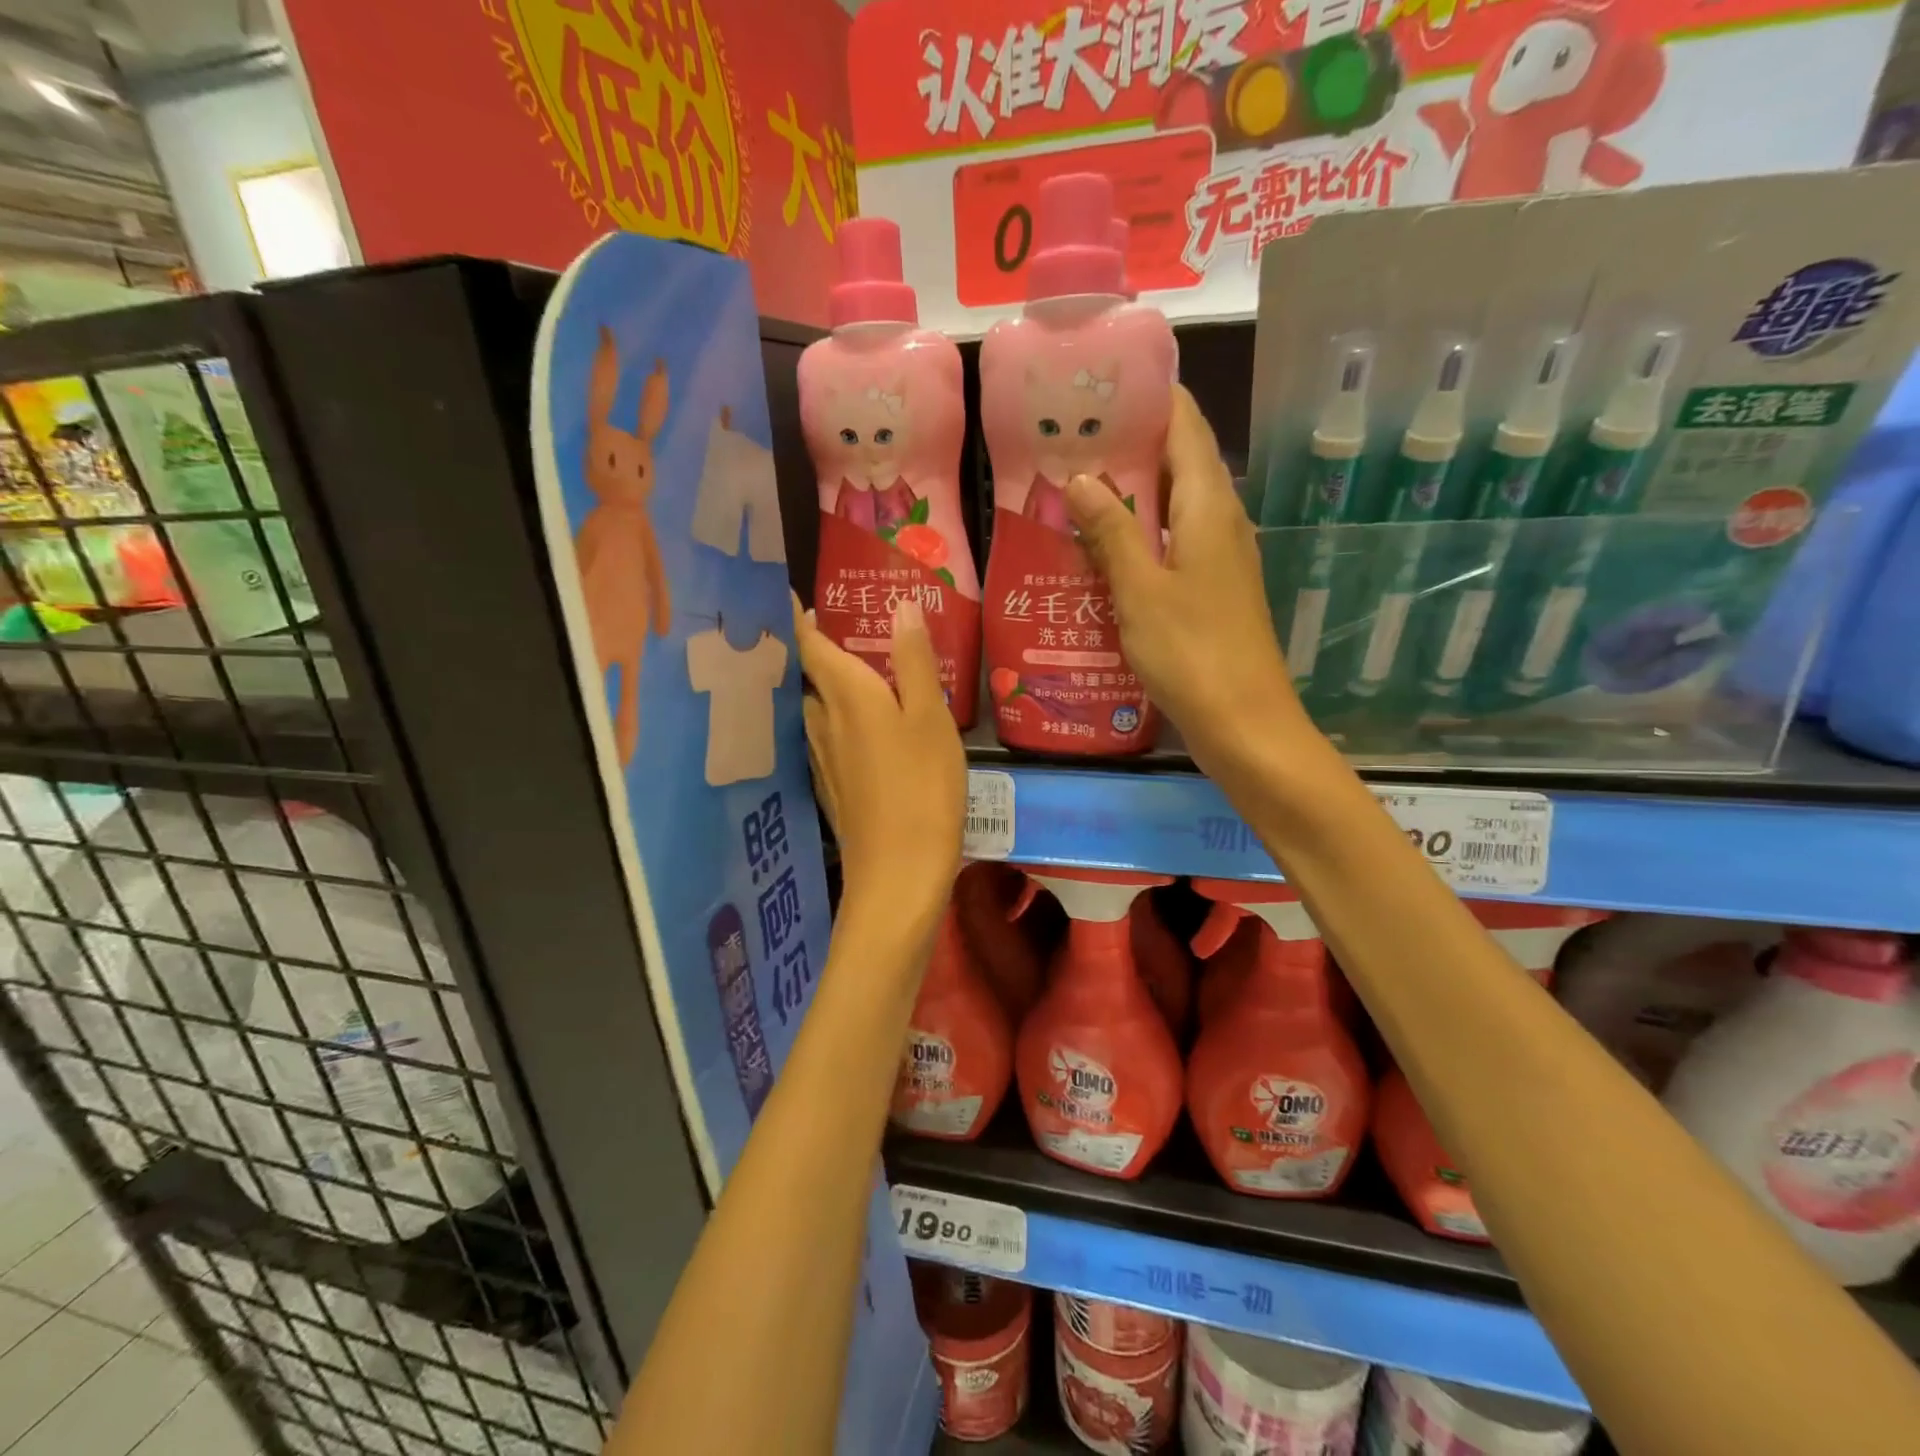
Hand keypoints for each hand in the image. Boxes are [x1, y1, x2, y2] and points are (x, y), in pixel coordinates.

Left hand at [795, 593, 965, 938]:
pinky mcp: (830, 786)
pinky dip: (835, 720)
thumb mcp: (931, 717)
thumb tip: (899, 606)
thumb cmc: (922, 785)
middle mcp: (822, 720)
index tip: (789, 595)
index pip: (809, 644)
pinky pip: (825, 738)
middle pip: (808, 676)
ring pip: (815, 709)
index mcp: (846, 694)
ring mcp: (821, 757)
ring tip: (852, 674)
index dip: (798, 618)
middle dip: (815, 651)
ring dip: (825, 687)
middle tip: (839, 630)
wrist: (898, 871)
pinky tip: (858, 729)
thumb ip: (914, 660)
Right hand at [1065, 386, 1322, 781]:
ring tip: (1072, 488)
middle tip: (1068, 441)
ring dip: (1129, 494)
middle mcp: (1221, 520)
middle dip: (1127, 446)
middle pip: (1178, 461)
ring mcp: (1219, 556)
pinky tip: (1098, 549)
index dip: (1149, 398)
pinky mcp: (1211, 588)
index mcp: (1209, 506)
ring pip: (1172, 505)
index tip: (1099, 388)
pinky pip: (1172, 543)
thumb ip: (1112, 530)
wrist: (1244, 723)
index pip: (1184, 426)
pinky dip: (1138, 535)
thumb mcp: (1141, 589)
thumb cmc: (1192, 652)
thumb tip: (1082, 478)